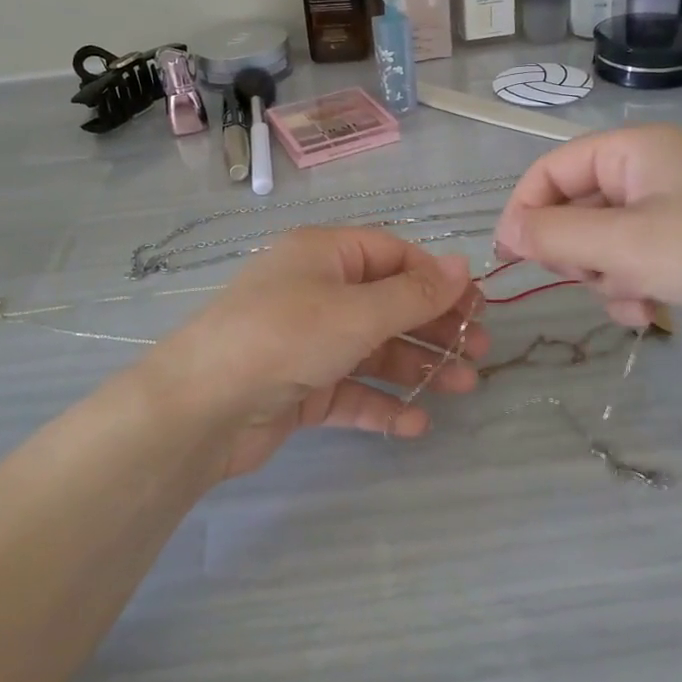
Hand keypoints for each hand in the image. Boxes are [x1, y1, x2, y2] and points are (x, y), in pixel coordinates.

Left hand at [136, 228, 491, 478]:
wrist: (201, 407)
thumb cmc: (285, 337)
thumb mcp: (356, 311)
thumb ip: (414, 294)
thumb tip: (462, 265)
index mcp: (324, 256)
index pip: (392, 255)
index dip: (435, 278)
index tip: (475, 305)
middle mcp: (316, 292)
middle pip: (387, 303)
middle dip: (434, 326)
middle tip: (480, 351)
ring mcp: (307, 342)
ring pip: (373, 349)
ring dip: (417, 367)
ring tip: (462, 388)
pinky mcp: (299, 387)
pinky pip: (350, 390)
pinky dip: (380, 404)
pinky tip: (414, 425)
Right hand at [493, 126, 681, 354]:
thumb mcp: (625, 244)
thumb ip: (556, 237)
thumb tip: (506, 234)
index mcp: (631, 150)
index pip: (551, 170)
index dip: (525, 209)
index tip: (510, 255)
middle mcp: (646, 172)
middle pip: (573, 207)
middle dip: (573, 251)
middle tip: (581, 277)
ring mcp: (667, 210)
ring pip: (599, 242)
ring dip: (603, 276)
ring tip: (631, 297)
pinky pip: (631, 262)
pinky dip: (630, 287)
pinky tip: (649, 312)